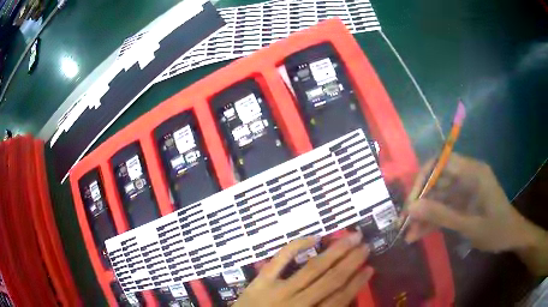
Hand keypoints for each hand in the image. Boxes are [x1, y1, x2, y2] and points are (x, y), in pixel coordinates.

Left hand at [234, 232, 373, 306]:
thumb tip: (343, 297)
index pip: (339, 299)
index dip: (357, 283)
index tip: (370, 268)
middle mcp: (298, 303)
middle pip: (330, 280)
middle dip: (351, 262)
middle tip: (366, 245)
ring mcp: (278, 290)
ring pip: (313, 268)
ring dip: (335, 252)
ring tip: (352, 237)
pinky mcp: (261, 280)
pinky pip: (280, 260)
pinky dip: (296, 246)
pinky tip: (314, 237)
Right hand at [405, 153, 534, 252]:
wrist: (511, 237)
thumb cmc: (497, 229)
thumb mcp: (470, 226)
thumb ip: (442, 215)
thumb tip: (411, 208)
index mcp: (473, 172)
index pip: (441, 162)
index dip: (423, 178)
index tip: (410, 202)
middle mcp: (467, 175)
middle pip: (437, 179)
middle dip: (420, 201)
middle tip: (404, 222)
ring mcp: (465, 188)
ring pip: (438, 196)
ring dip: (424, 214)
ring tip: (408, 234)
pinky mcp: (463, 201)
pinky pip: (444, 206)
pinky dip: (432, 220)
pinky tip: (419, 235)